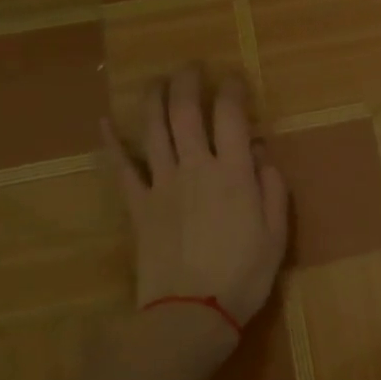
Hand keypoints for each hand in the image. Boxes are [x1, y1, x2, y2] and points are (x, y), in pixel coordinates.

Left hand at [113, 67, 288, 350]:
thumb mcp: (276, 233)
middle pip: (185, 112)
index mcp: (233, 174)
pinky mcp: (137, 205)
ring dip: (153, 99)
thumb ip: (272, 188)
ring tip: (157, 80)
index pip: (230, 116)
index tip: (235, 78)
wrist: (191, 312)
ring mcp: (161, 184)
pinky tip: (104, 122)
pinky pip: (120, 168)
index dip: (232, 90)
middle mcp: (195, 167)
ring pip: (152, 129)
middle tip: (192, 66)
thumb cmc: (244, 275)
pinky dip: (111, 143)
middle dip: (188, 82)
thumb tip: (260, 152)